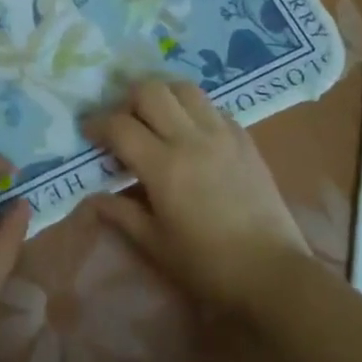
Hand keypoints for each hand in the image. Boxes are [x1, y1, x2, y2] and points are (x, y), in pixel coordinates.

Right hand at [84, 79, 309, 313]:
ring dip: (163, 96)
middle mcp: (191, 139)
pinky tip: (190, 132)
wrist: (272, 273)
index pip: (120, 126)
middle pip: (151, 91)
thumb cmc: (207, 265)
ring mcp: (222, 134)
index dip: (97, 124)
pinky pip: (213, 107)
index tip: (89, 133)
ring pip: (184, 88)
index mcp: (164, 166)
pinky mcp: (245, 139)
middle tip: (123, 123)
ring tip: (156, 118)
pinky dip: (193, 109)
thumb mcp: (155, 244)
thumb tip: (93, 198)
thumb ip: (121, 214)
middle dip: (128, 100)